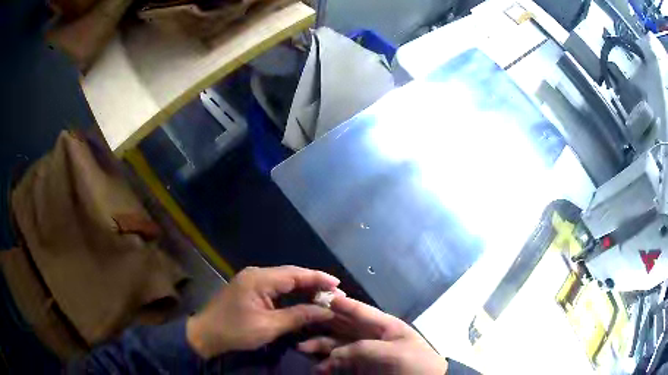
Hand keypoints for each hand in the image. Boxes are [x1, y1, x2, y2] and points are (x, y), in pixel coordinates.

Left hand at [186, 266, 339, 358]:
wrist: (206, 334)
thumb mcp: (269, 326)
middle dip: (313, 282)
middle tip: (335, 292)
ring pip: (284, 279)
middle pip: (291, 274)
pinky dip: (291, 292)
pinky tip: (303, 298)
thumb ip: (299, 316)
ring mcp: (252, 280)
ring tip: (324, 295)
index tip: (338, 284)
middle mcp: (256, 273)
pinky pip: (276, 286)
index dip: (318, 278)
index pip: (295, 274)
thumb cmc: (236, 331)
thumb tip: (327, 311)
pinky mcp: (250, 288)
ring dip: (303, 287)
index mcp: (259, 279)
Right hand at [298, 297, 447, 374]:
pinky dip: (327, 363)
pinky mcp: (362, 368)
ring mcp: (366, 353)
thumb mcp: (392, 353)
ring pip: (339, 344)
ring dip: (321, 345)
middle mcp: (372, 337)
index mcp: (385, 326)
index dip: (342, 303)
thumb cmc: (414, 365)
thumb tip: (333, 355)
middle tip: (301, 320)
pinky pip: (340, 362)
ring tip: (303, 348)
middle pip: (344, 326)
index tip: (320, 295)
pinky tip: (317, 367)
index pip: (360, 311)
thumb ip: (360, 349)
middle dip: (323, 323)